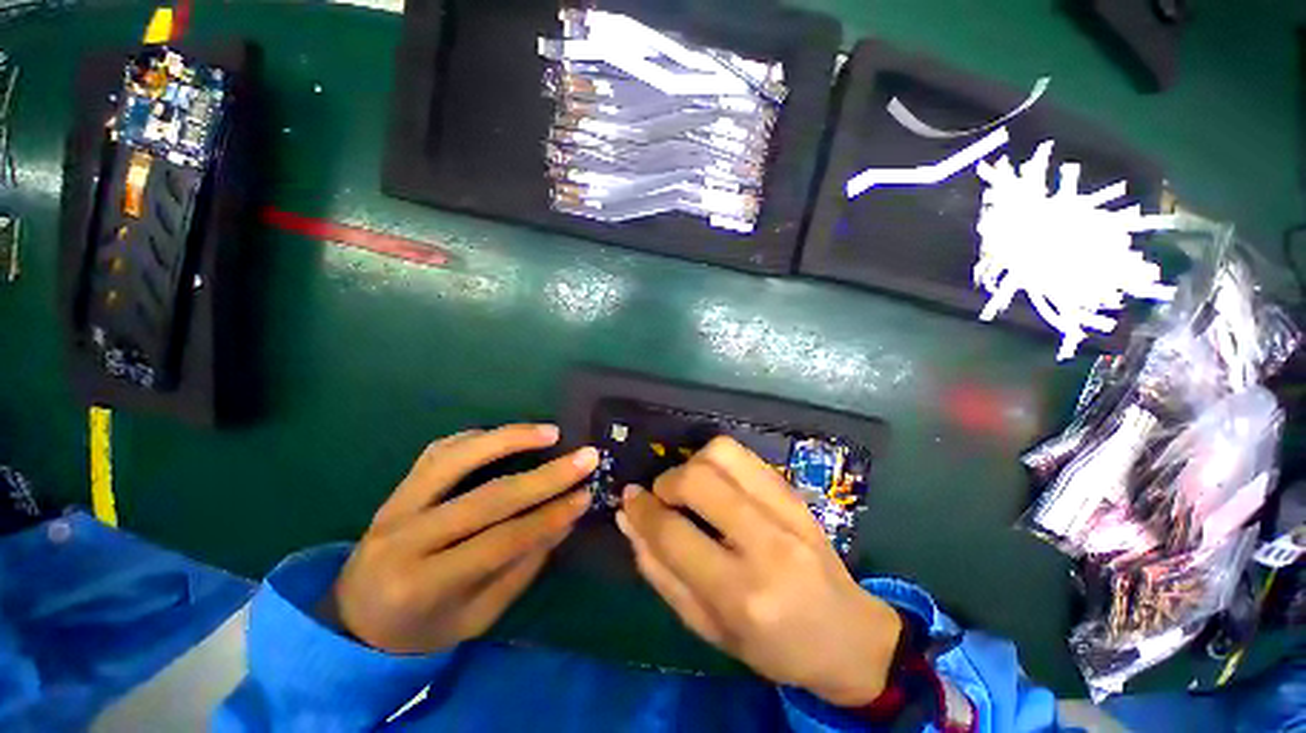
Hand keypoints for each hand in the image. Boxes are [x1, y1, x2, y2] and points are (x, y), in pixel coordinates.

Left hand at [324, 424, 597, 653]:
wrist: (354, 621)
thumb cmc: (420, 630)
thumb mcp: (476, 617)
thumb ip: (521, 567)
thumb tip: (565, 519)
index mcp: (423, 586)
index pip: (500, 541)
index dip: (548, 516)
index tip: (586, 495)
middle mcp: (405, 539)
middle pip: (486, 497)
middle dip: (544, 475)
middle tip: (586, 457)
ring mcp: (395, 506)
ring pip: (457, 458)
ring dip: (510, 439)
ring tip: (551, 432)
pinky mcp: (397, 488)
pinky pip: (439, 450)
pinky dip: (477, 437)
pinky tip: (507, 434)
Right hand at [617, 437, 902, 706]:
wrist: (846, 634)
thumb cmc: (772, 646)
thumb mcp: (707, 628)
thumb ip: (660, 571)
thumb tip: (628, 519)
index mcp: (740, 593)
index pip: (673, 533)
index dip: (641, 510)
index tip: (628, 499)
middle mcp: (765, 542)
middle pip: (697, 479)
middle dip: (666, 482)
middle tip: (664, 499)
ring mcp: (785, 509)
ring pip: (720, 453)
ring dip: (692, 464)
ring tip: (691, 489)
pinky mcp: (793, 491)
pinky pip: (743, 453)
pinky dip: (716, 459)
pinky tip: (717, 482)